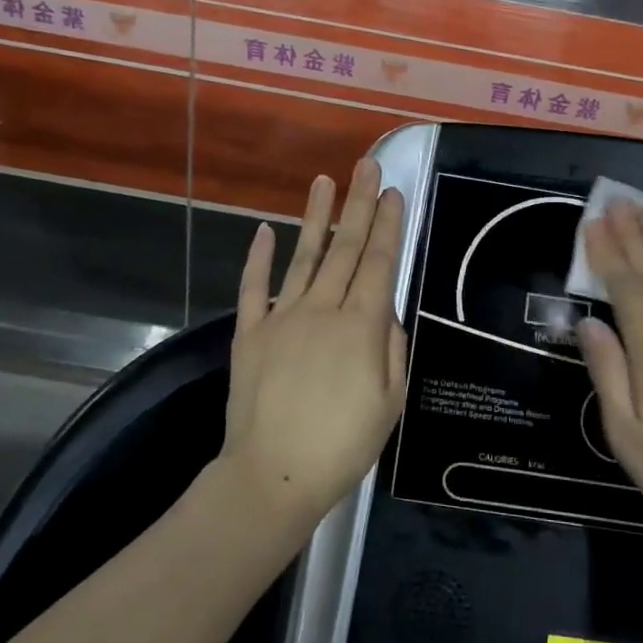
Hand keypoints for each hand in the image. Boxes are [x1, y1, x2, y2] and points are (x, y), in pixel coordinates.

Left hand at [220, 158, 407, 533]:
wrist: (273, 476)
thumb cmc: (342, 446)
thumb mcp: (389, 403)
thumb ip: (392, 349)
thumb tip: (386, 312)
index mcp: (360, 326)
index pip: (378, 263)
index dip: (387, 226)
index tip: (393, 193)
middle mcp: (322, 310)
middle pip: (345, 248)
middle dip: (359, 204)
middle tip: (366, 165)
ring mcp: (282, 318)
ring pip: (303, 257)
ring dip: (316, 217)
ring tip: (324, 180)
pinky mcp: (250, 333)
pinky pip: (254, 288)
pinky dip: (258, 258)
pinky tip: (264, 230)